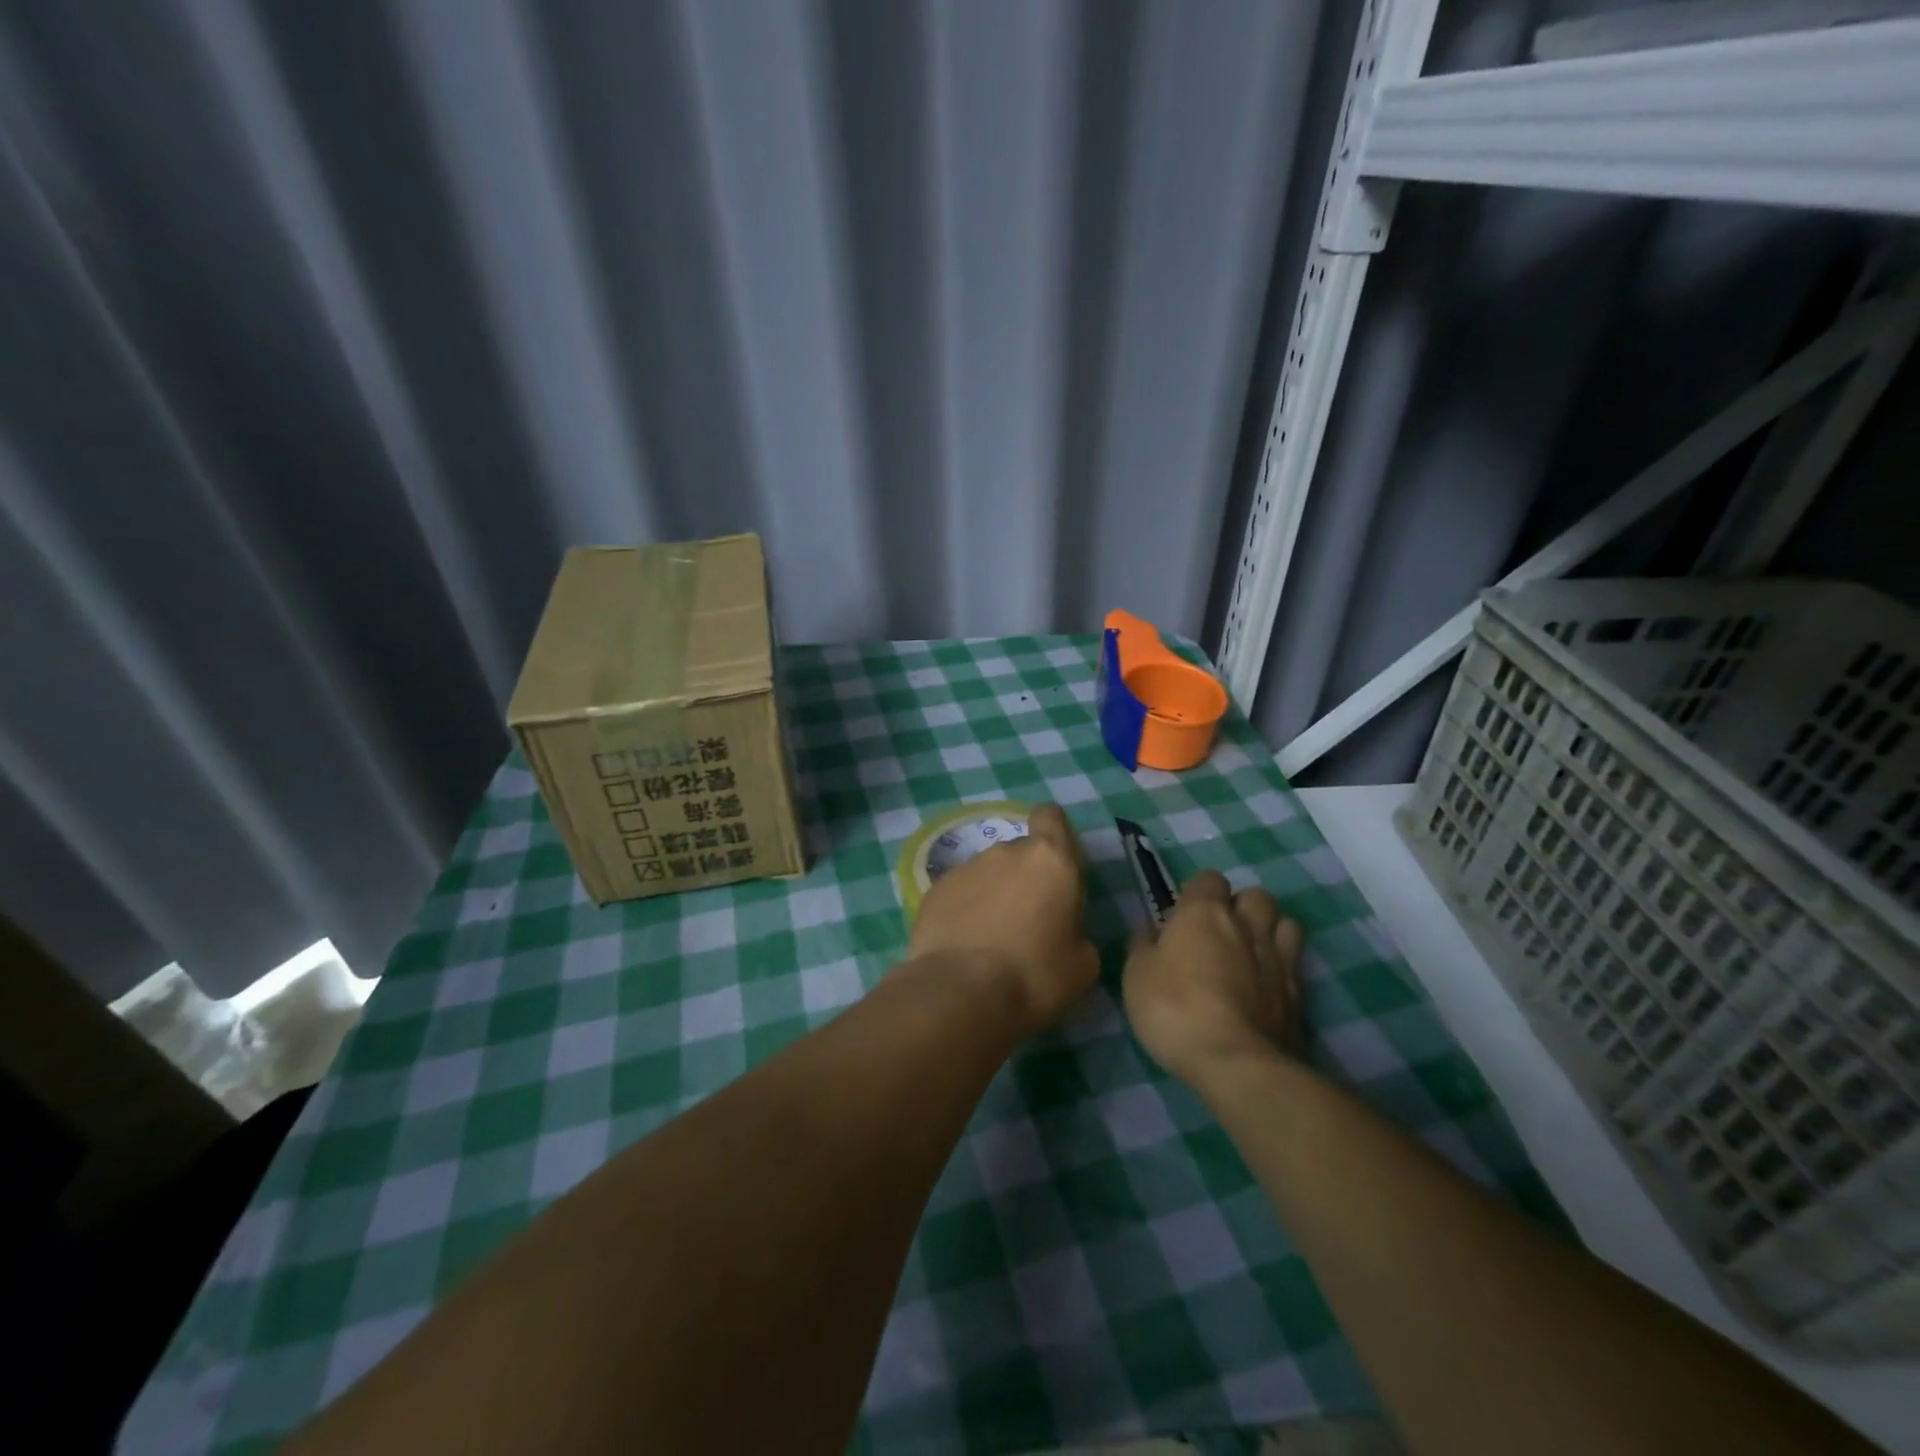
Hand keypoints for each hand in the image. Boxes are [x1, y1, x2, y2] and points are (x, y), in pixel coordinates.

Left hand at [905, 804, 1098, 1032]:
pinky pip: (959, 893)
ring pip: (988, 873)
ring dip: (994, 895)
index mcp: (1050, 860)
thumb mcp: (1082, 964)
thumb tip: (1064, 933)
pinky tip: (964, 944)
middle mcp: (1006, 852)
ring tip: (992, 939)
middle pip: (1020, 852)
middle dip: (1025, 878)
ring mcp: (966, 868)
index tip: (1056, 863)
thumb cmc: (1034, 975)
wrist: (961, 992)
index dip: (1054, 832)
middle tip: (1029, 921)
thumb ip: (1077, 932)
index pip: (1051, 817)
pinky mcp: (934, 889)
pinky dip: (965, 910)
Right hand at [1122, 870, 1304, 1089]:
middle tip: (1220, 934)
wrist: (1237, 1063)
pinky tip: (1266, 985)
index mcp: (1204, 913)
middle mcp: (1246, 925)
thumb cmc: (1175, 1010)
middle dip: (1241, 907)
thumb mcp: (1137, 977)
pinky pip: (1296, 962)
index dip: (1197, 894)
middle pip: (1255, 895)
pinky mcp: (1300, 992)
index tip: (1183, 918)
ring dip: (1269, 930)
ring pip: (1285, 922)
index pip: (1209, 879)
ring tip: (1250, 954)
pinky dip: (1283, 966)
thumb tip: (1150, 929)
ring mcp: (1278, 957)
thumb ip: (1143, 946)